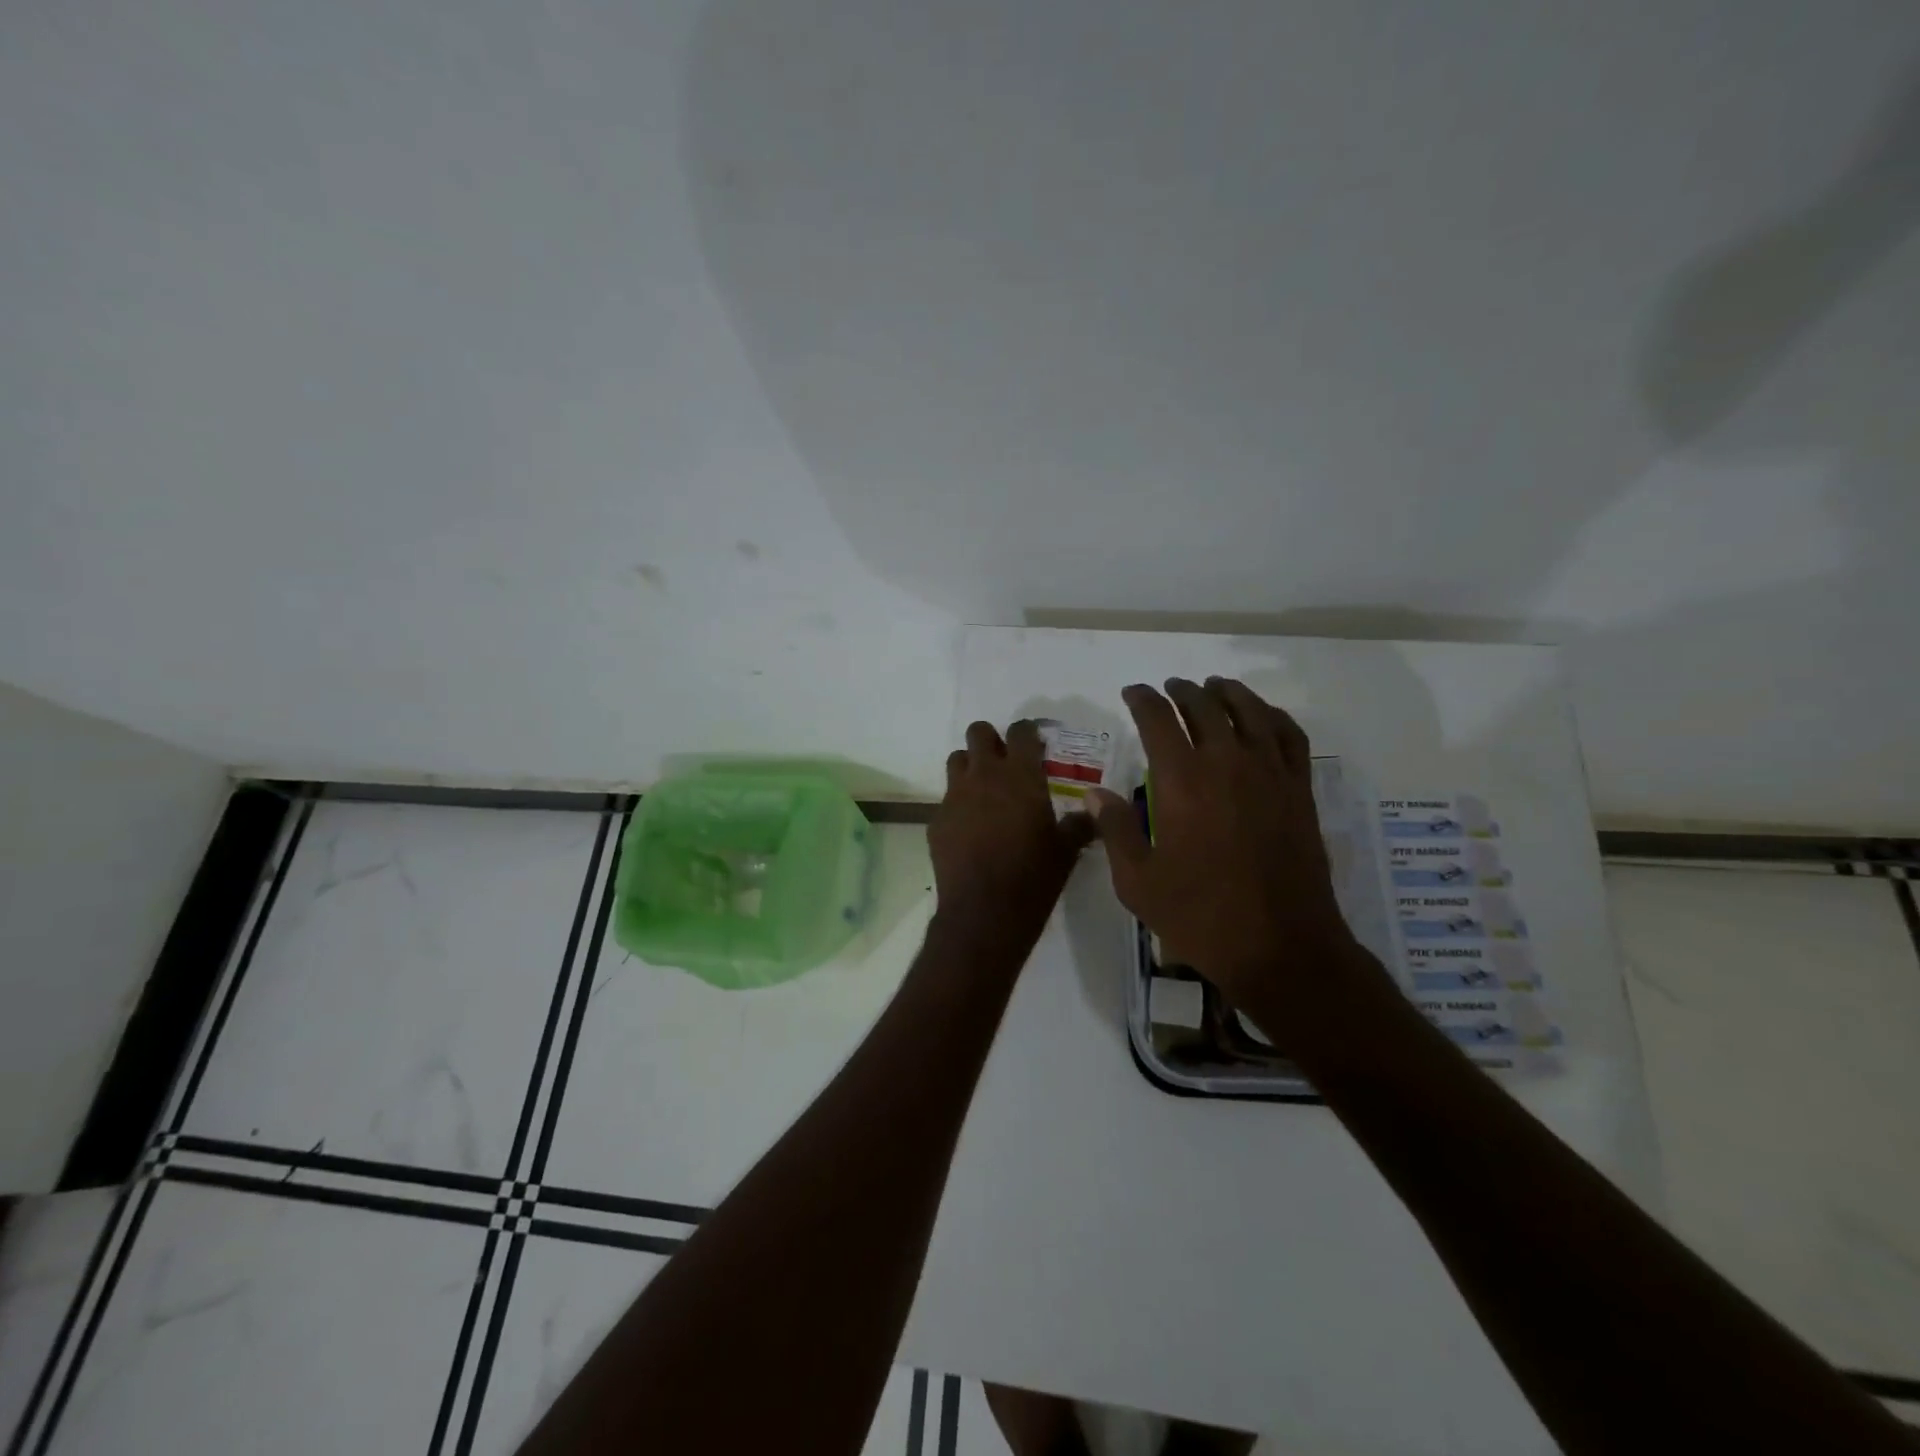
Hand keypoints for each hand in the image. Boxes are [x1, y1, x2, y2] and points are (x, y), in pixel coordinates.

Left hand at [931, 720, 1096, 951]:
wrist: (984, 913)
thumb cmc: (1033, 877)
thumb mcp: (1066, 851)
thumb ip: (1079, 824)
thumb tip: (1093, 813)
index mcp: (1021, 776)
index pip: (1021, 731)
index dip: (1027, 732)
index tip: (1035, 744)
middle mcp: (984, 776)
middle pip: (978, 733)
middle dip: (991, 740)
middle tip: (1006, 763)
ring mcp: (955, 796)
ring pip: (956, 760)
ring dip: (970, 767)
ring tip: (985, 792)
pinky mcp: (937, 820)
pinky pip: (946, 799)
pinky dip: (959, 805)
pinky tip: (971, 830)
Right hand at [1089, 679, 1361, 1012]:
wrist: (1280, 946)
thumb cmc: (1200, 916)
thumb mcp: (1137, 882)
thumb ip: (1115, 830)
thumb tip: (1095, 792)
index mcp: (1181, 781)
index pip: (1157, 719)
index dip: (1141, 699)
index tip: (1131, 693)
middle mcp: (1226, 763)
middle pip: (1203, 706)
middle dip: (1181, 692)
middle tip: (1168, 689)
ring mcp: (1269, 773)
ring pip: (1248, 711)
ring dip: (1226, 693)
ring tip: (1212, 687)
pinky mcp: (1299, 789)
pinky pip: (1289, 735)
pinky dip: (1272, 715)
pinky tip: (1262, 715)